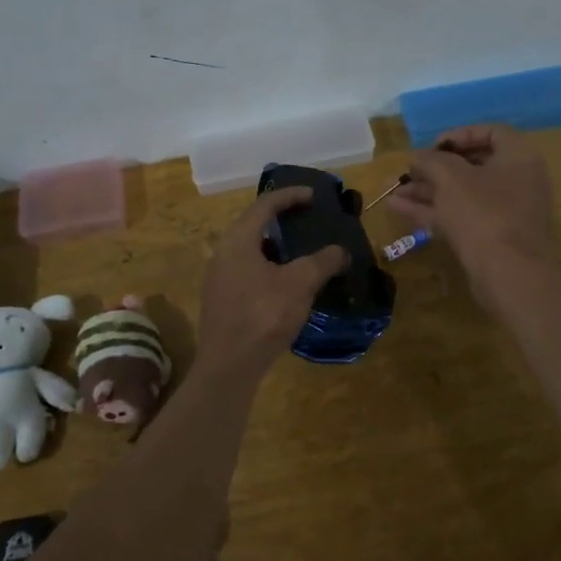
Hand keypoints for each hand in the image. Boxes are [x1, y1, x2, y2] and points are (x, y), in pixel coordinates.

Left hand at [197, 188, 347, 376]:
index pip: (265, 205)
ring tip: (303, 249)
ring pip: (252, 249)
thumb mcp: (300, 284)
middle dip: (283, 219)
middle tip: (309, 219)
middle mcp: (224, 252)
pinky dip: (270, 265)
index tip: (313, 195)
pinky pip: (249, 269)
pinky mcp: (223, 299)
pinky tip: (288, 281)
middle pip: (255, 224)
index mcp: (238, 240)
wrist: (229, 365)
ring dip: (277, 245)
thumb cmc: (263, 315)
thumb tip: (341, 250)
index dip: (290, 196)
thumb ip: (321, 261)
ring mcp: (220, 277)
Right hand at [388, 125, 556, 305]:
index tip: (432, 147)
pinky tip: (399, 210)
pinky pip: (461, 216)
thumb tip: (417, 157)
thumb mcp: (450, 177)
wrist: (509, 274)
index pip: (490, 132)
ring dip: (428, 192)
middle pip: (472, 166)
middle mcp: (518, 181)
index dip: (458, 135)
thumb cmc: (483, 212)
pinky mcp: (494, 238)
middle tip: (409, 172)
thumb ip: (430, 160)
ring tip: (393, 193)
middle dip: (434, 169)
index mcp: (518, 157)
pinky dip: (433, 211)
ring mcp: (506, 212)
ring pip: (462, 194)